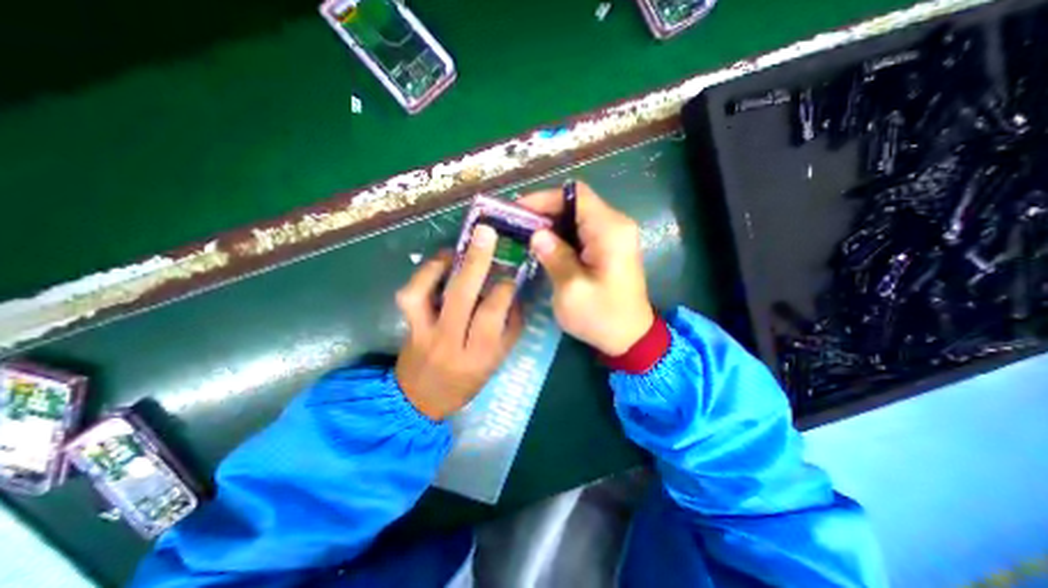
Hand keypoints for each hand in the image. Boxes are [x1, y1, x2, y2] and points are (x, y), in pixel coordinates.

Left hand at [394, 224, 523, 419]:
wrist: (421, 399)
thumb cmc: (467, 381)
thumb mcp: (497, 361)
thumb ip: (510, 328)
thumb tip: (514, 293)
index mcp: (478, 354)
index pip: (491, 314)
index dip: (503, 288)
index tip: (510, 274)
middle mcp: (449, 341)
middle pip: (461, 297)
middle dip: (476, 261)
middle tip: (486, 233)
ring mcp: (423, 332)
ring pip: (425, 293)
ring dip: (440, 265)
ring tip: (455, 250)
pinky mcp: (407, 326)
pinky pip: (409, 295)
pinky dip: (422, 274)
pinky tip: (438, 264)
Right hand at [517, 179, 652, 353]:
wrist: (631, 337)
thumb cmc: (602, 317)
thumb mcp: (572, 290)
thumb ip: (554, 257)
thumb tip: (537, 234)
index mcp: (610, 230)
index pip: (575, 196)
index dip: (544, 198)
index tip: (518, 211)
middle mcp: (616, 225)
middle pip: (576, 203)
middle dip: (545, 211)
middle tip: (517, 226)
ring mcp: (614, 235)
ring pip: (577, 217)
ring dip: (551, 223)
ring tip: (525, 236)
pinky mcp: (610, 246)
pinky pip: (581, 231)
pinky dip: (561, 234)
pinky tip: (544, 247)